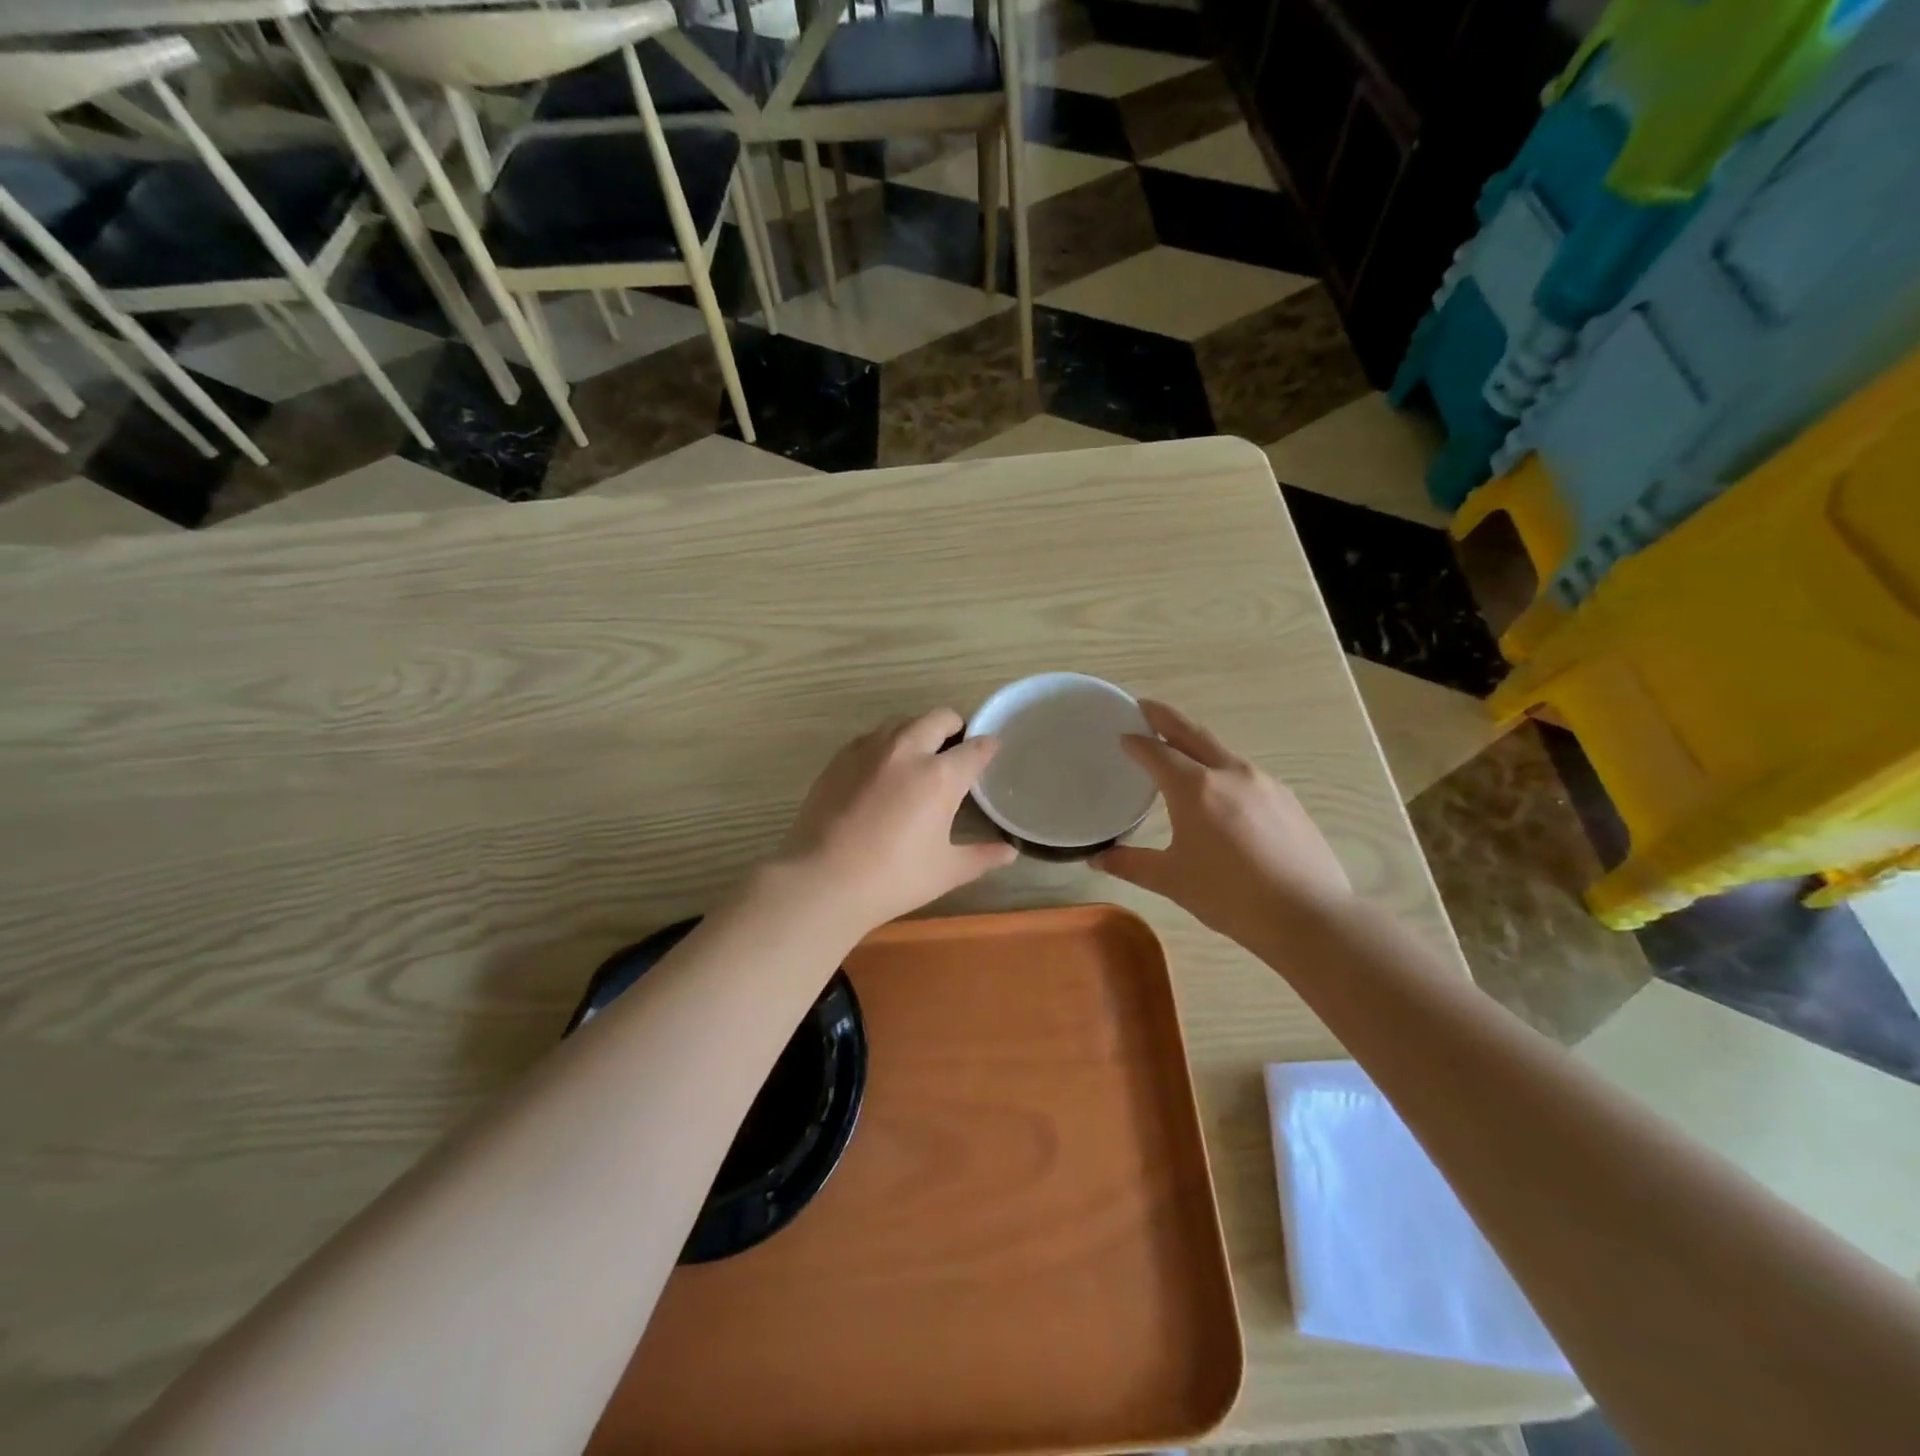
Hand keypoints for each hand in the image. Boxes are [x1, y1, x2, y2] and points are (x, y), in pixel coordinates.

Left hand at [773, 709, 1017, 934]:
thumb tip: (1009, 852)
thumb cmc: (892, 879)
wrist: (821, 880)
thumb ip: (981, 856)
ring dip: (919, 731)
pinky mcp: (840, 758)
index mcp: (939, 776)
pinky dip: (886, 744)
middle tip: (956, 750)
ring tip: (919, 757)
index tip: (991, 753)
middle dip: (955, 727)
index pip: (975, 748)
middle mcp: (907, 751)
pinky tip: (882, 771)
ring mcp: (869, 750)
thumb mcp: (945, 871)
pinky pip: (871, 737)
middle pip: (939, 718)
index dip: (988, 748)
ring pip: (903, 722)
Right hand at [1094, 701, 1349, 947]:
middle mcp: (1230, 773)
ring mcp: (1264, 783)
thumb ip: (1131, 864)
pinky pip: (1245, 773)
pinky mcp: (1287, 799)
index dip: (1136, 742)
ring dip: (1196, 743)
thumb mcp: (1173, 881)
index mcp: (1195, 788)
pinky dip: (1223, 769)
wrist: (1308, 915)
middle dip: (1165, 717)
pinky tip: (1222, 792)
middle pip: (1192, 733)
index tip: (1123, 737)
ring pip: (1222, 751)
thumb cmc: (1230, 896)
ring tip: (1180, 749)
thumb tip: (1097, 859)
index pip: (1157, 752)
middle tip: (1145, 707)